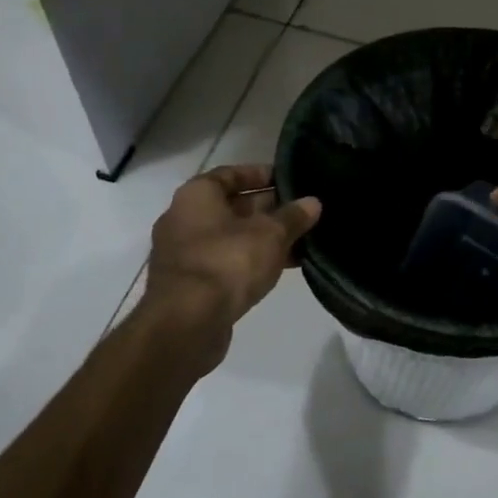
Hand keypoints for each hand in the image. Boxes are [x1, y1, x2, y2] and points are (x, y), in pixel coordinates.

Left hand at [141, 164, 320, 352]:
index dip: (260, 174)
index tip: (289, 180)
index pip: (230, 174)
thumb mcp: (270, 234)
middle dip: (269, 209)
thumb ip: (293, 216)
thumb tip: (313, 203)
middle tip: (303, 211)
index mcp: (196, 196)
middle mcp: (184, 219)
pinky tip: (283, 267)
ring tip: (302, 240)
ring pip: (232, 237)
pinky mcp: (192, 284)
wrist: (187, 323)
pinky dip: (252, 261)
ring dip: (264, 238)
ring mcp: (185, 254)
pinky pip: (227, 262)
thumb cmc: (227, 262)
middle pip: (232, 206)